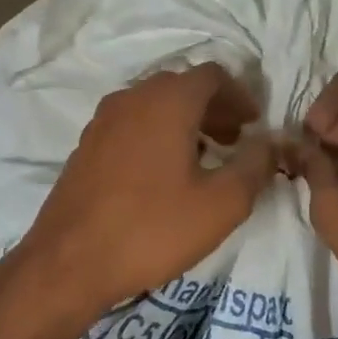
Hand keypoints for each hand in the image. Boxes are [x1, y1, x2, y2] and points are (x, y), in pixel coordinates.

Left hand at [15, 63, 277, 318]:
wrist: (68, 263)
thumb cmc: (152, 229)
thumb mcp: (221, 204)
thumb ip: (255, 166)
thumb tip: (270, 143)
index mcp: (167, 101)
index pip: (213, 75)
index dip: (240, 95)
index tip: (254, 124)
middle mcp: (132, 98)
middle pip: (182, 86)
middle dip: (214, 108)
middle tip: (235, 140)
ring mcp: (103, 120)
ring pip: (154, 105)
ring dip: (185, 121)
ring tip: (205, 157)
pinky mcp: (86, 145)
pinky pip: (132, 124)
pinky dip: (157, 133)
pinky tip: (164, 174)